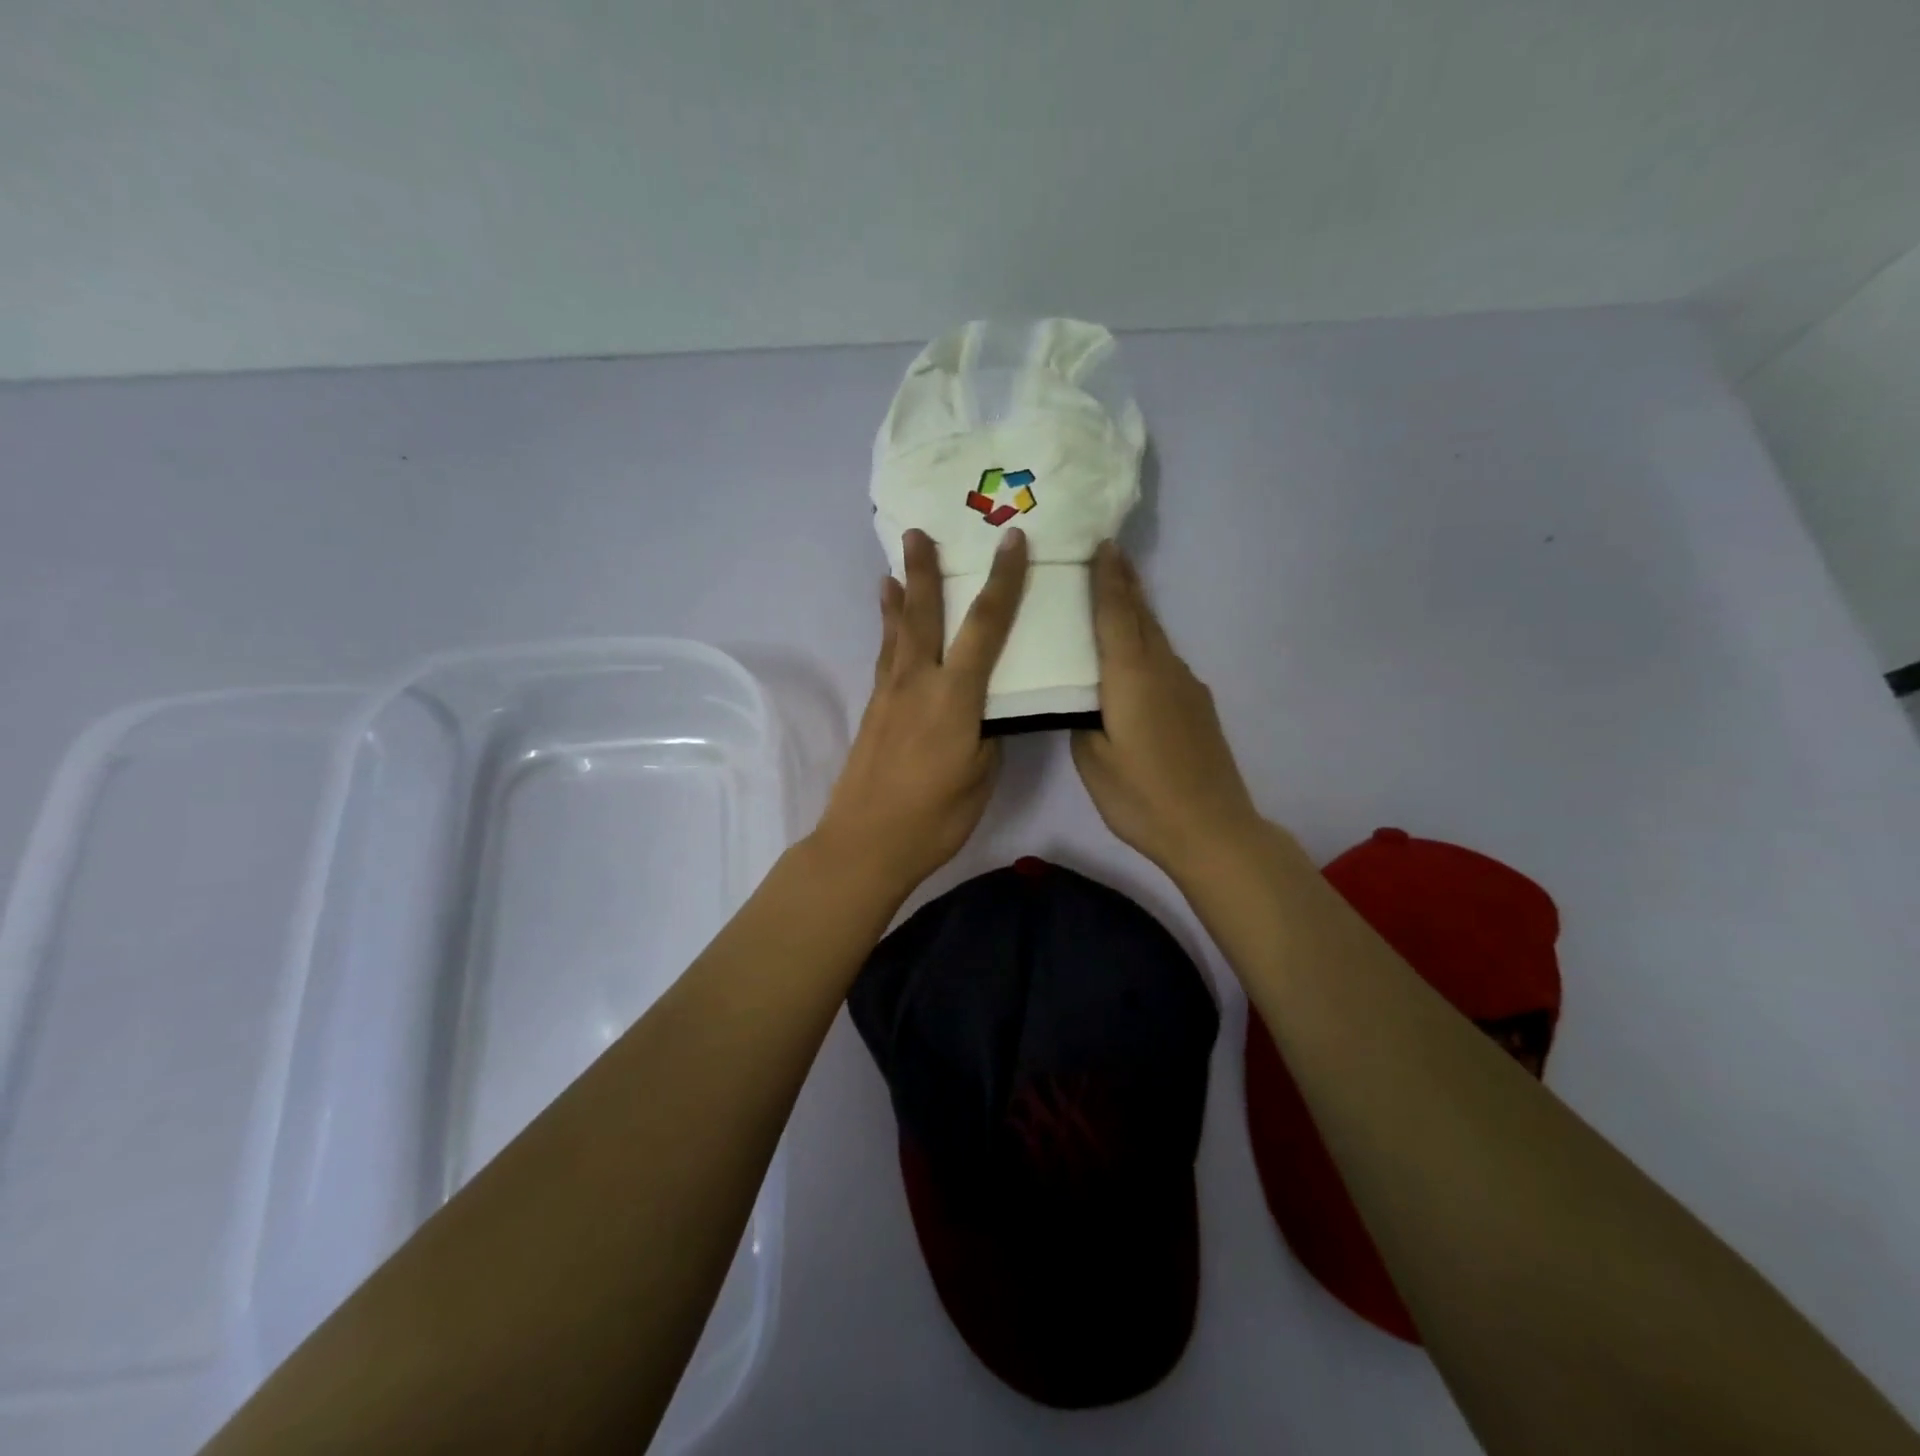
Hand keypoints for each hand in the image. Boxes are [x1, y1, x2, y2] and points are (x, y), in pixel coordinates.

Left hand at [811, 526, 1028, 899]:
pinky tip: (889, 628)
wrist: (865, 843)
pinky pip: (885, 658)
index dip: (1002, 581)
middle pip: (924, 614)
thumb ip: (986, 735)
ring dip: (898, 597)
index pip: (986, 627)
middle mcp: (919, 683)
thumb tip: (985, 713)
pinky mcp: (873, 711)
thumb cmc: (934, 817)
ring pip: (896, 633)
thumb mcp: (981, 777)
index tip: (1011, 541)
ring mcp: (890, 695)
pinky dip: (888, 633)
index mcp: (955, 697)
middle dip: (925, 570)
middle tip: (918, 531)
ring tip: (894, 568)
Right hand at [1071, 542, 1265, 880]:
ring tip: (1117, 596)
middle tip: (1110, 553)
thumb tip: (1084, 699)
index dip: (1107, 578)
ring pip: (1157, 637)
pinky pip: (1167, 661)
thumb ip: (1082, 719)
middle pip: (1142, 616)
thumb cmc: (1142, 796)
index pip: (1115, 614)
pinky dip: (1148, 645)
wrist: (1212, 828)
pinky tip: (1138, 658)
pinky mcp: (1199, 706)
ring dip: (1137, 612)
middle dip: (1125, 583)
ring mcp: (1187, 686)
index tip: (1103, 544)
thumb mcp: (1093, 760)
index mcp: (1131, 676)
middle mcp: (1163, 669)